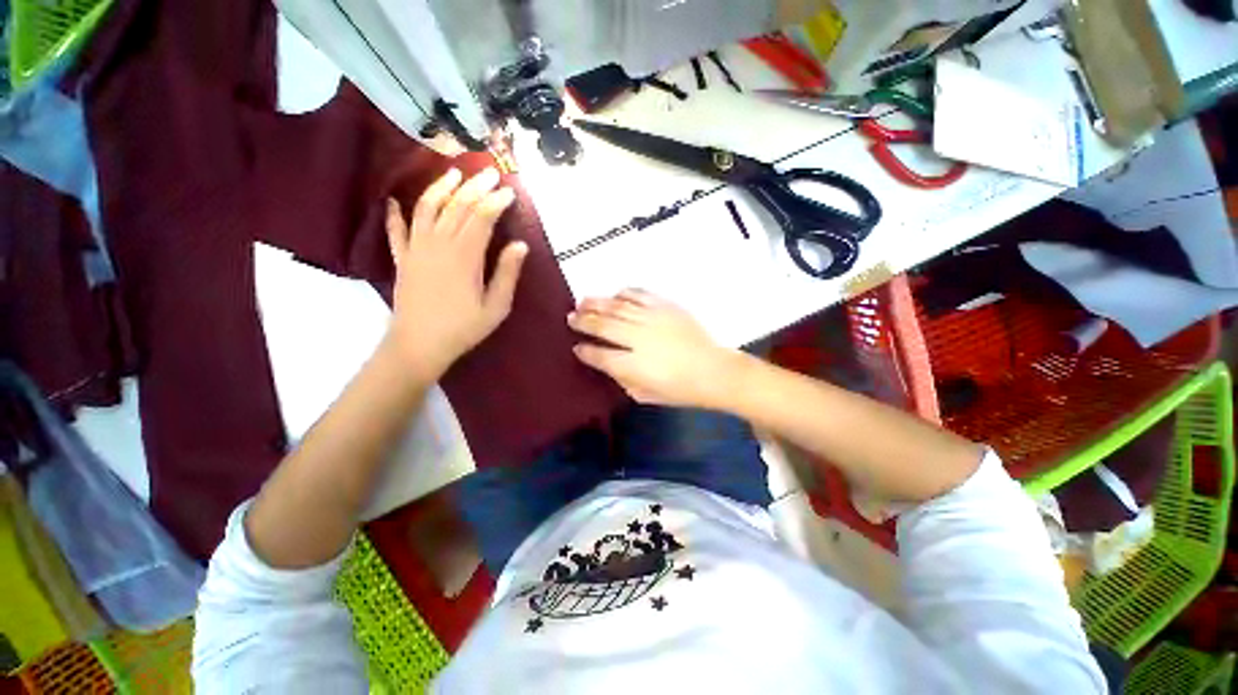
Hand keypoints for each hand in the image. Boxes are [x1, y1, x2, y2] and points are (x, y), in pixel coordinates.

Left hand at [384, 167, 527, 381]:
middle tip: (490, 172)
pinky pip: (396, 230)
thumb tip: (520, 245)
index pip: (482, 218)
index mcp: (464, 256)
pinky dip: (394, 214)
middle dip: (476, 187)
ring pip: (428, 209)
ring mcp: (416, 249)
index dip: (496, 202)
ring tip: (454, 174)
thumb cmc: (463, 329)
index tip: (509, 192)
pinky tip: (393, 200)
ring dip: (441, 188)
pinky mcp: (401, 259)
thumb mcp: (496, 307)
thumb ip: (507, 274)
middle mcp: (438, 244)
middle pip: (457, 207)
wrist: (418, 345)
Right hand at [569, 289, 742, 408]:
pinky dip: (624, 293)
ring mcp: (652, 319)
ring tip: (583, 301)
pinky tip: (615, 295)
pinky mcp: (666, 307)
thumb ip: (622, 379)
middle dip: (583, 321)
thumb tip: (608, 363)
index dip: (585, 351)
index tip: (577, 347)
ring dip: (597, 303)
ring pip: (617, 306)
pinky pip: (640, 295)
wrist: (714, 371)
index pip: (600, 355)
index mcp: (633, 366)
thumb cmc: (680, 390)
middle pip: (603, 325)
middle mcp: (638, 339)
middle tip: (571, 317)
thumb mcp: (645, 395)